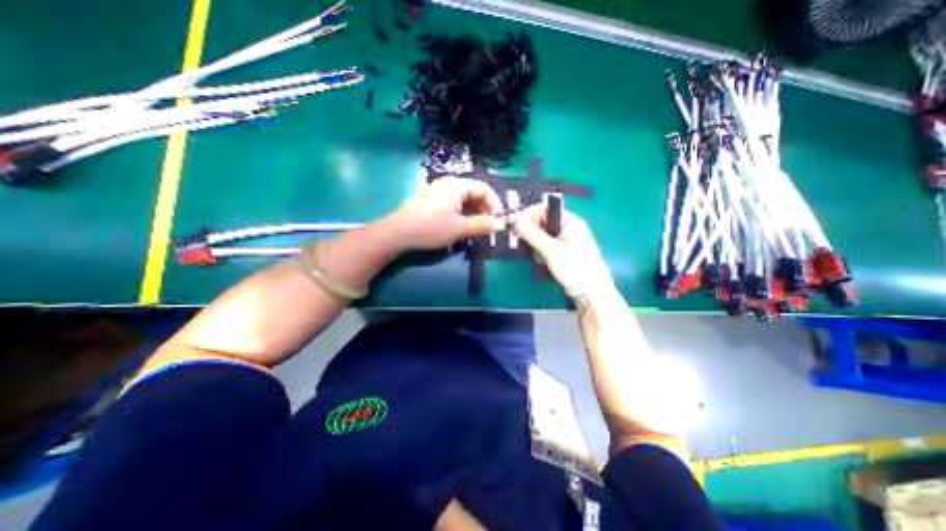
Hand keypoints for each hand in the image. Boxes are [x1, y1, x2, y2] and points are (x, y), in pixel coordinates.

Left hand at [382, 177, 506, 250]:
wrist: (398, 233)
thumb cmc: (431, 228)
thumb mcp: (460, 228)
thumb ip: (483, 225)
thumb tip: (501, 224)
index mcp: (457, 185)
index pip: (484, 189)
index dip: (495, 205)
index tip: (498, 221)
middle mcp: (449, 184)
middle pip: (474, 193)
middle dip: (484, 210)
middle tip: (487, 228)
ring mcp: (438, 191)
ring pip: (464, 200)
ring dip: (473, 214)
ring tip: (475, 230)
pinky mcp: (431, 200)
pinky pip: (453, 204)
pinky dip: (462, 214)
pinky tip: (461, 227)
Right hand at [517, 204, 614, 296]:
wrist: (591, 293)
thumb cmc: (575, 269)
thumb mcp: (551, 250)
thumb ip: (533, 234)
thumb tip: (517, 220)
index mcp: (569, 221)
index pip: (545, 209)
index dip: (529, 215)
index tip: (517, 226)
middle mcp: (567, 227)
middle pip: (542, 222)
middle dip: (532, 233)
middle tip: (525, 244)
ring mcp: (565, 240)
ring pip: (541, 235)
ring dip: (536, 245)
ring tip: (540, 257)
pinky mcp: (562, 251)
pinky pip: (545, 246)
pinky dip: (541, 253)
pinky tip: (544, 261)